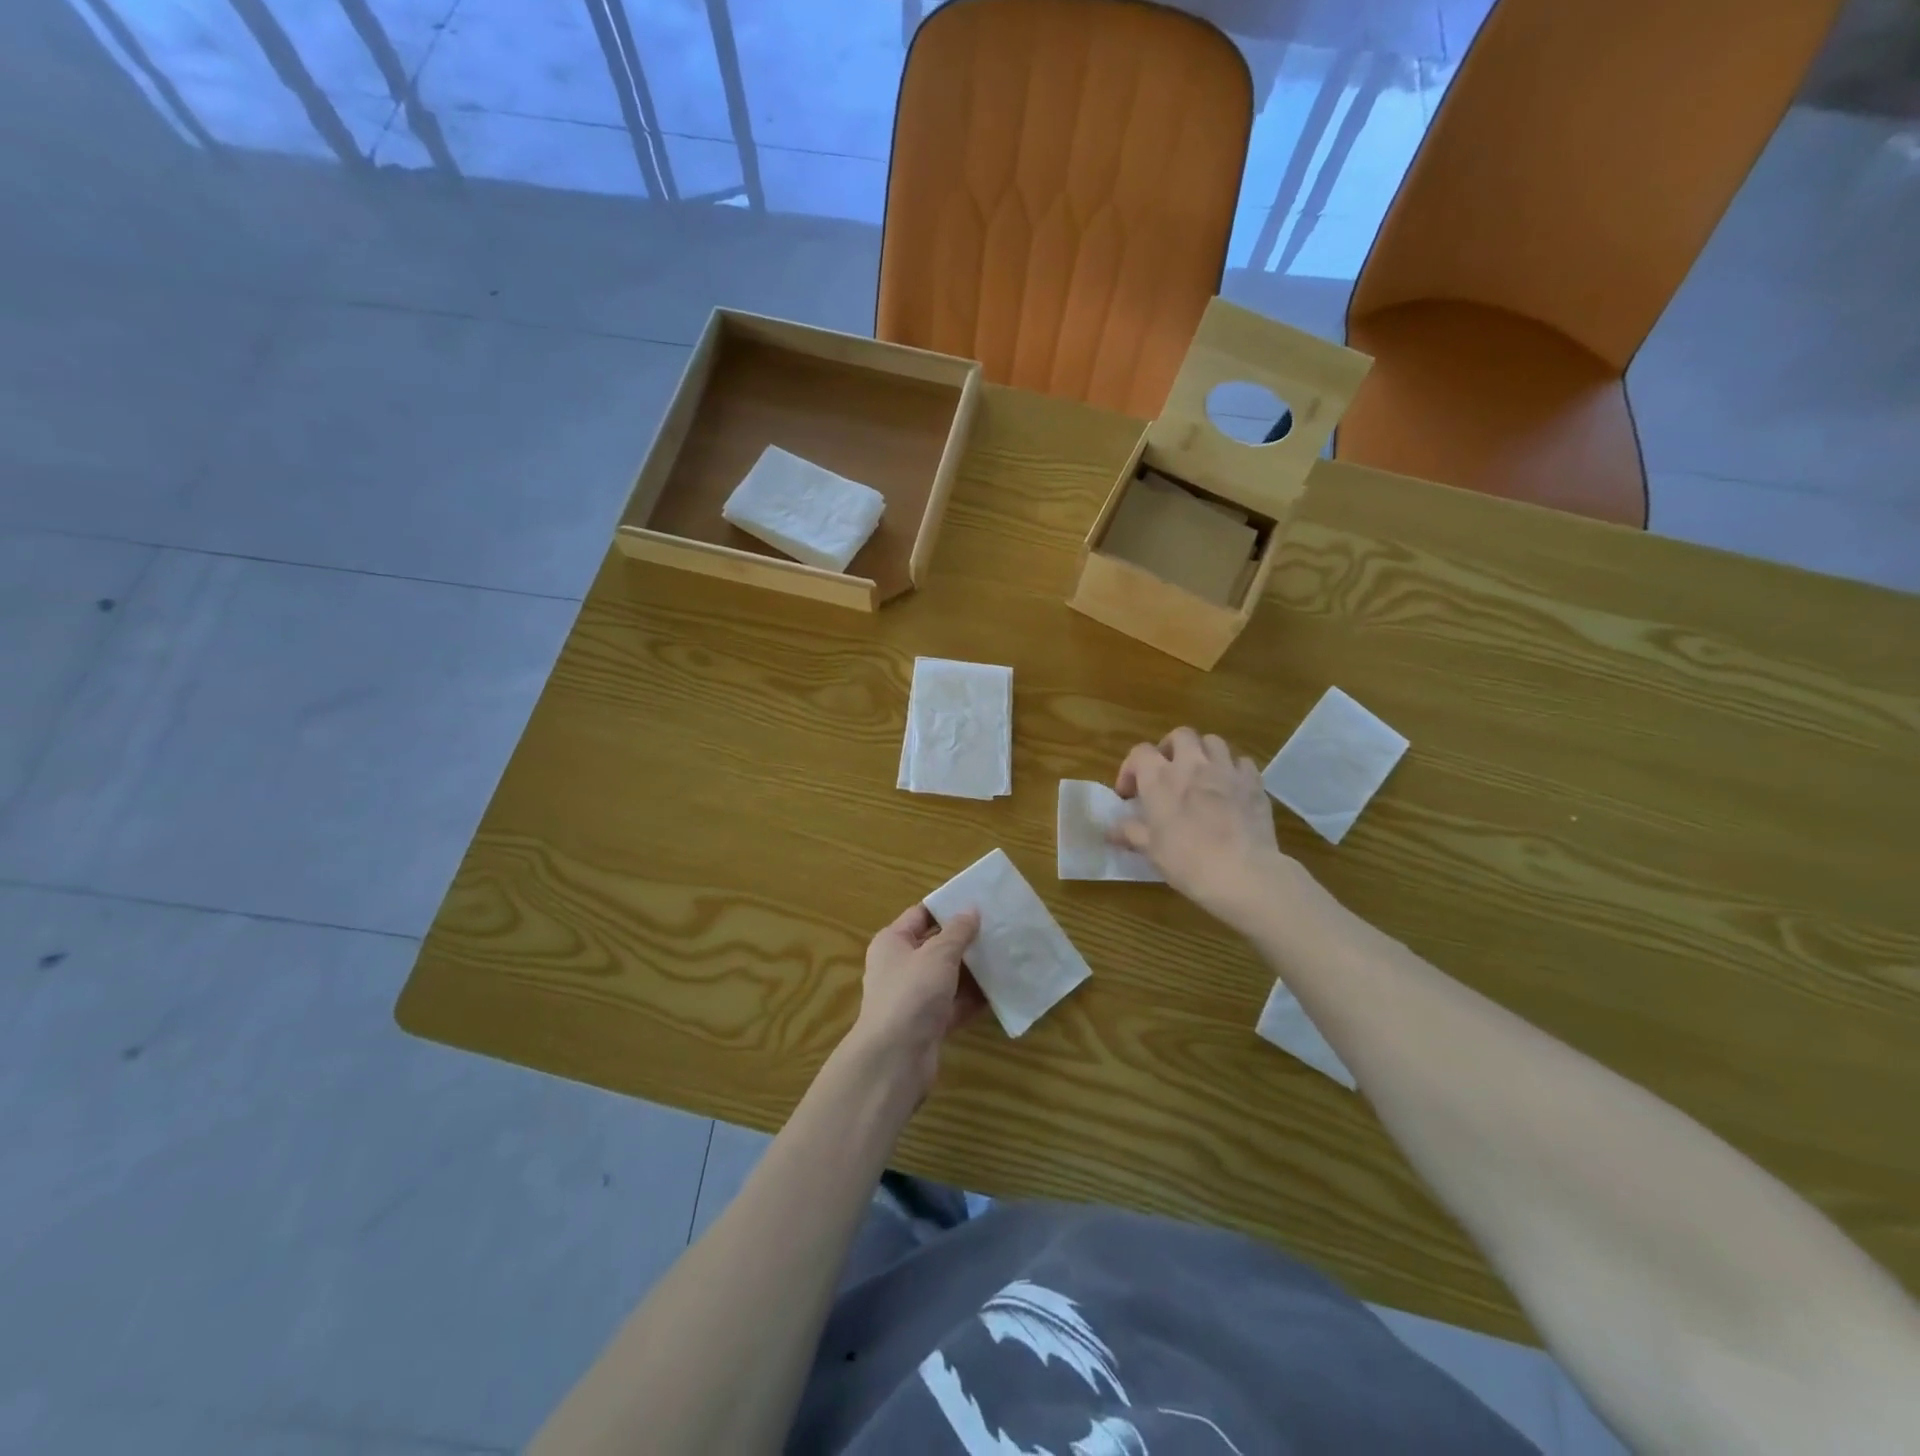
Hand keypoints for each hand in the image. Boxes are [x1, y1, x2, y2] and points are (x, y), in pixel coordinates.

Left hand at [847, 904, 984, 1099]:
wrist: (895, 1059)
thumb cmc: (912, 993)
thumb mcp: (938, 954)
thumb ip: (958, 931)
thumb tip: (971, 909)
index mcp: (893, 942)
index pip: (921, 915)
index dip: (947, 907)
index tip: (979, 902)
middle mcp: (900, 967)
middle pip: (937, 946)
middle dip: (966, 940)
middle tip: (999, 929)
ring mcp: (914, 997)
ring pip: (948, 977)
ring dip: (973, 970)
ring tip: (1006, 956)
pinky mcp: (928, 1024)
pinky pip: (955, 1005)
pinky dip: (974, 999)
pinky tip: (1001, 991)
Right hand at [1113, 728, 1293, 928]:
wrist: (1241, 872)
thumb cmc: (1186, 860)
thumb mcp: (1150, 850)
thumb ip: (1130, 833)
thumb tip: (1110, 830)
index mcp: (1160, 778)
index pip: (1140, 752)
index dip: (1131, 768)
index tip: (1130, 794)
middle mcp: (1192, 764)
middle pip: (1180, 735)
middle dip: (1171, 748)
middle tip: (1168, 771)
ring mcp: (1226, 770)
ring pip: (1213, 741)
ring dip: (1203, 753)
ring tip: (1201, 774)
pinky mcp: (1253, 782)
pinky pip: (1242, 762)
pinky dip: (1233, 770)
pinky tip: (1231, 788)